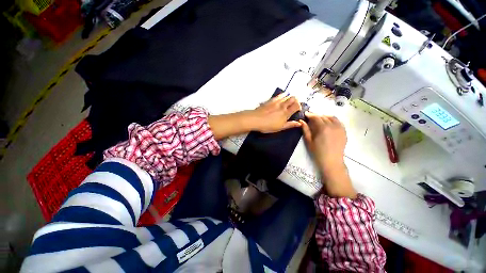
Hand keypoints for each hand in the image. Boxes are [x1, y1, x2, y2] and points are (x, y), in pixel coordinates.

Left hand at [250, 94, 301, 132]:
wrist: (255, 119)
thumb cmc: (267, 125)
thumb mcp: (280, 128)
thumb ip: (290, 125)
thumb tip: (299, 123)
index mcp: (286, 113)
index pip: (297, 106)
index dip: (299, 106)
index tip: (298, 109)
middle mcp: (282, 106)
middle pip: (293, 98)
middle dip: (296, 100)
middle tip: (294, 105)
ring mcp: (276, 102)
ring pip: (287, 95)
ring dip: (290, 97)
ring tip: (289, 101)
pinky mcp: (271, 100)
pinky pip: (279, 95)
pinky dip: (283, 95)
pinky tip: (283, 95)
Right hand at [300, 112, 355, 197]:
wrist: (332, 161)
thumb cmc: (318, 152)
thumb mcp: (309, 141)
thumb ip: (305, 130)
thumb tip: (301, 121)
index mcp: (323, 128)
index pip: (316, 117)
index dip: (310, 114)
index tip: (305, 114)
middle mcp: (333, 126)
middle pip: (324, 116)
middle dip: (317, 115)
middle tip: (311, 116)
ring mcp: (340, 128)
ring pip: (332, 117)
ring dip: (325, 116)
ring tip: (319, 119)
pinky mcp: (344, 132)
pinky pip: (339, 122)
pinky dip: (333, 120)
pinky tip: (328, 123)